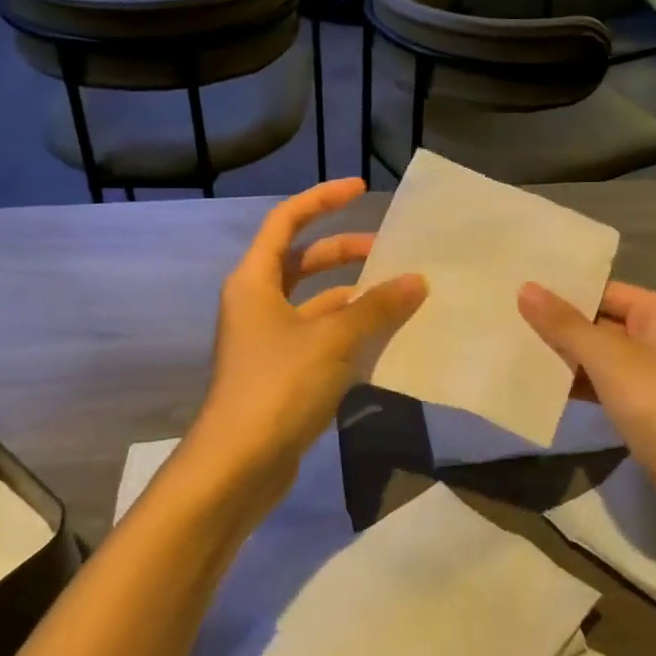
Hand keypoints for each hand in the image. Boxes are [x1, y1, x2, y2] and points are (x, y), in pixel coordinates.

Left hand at [188, 180, 425, 520]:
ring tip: (401, 296)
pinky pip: (322, 338)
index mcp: (255, 281)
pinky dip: (351, 333)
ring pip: (317, 304)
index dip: (322, 199)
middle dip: (345, 252)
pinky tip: (387, 339)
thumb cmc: (278, 386)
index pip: (287, 221)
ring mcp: (269, 341)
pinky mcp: (283, 373)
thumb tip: (417, 281)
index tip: (360, 189)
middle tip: (389, 251)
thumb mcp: (334, 340)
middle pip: (304, 262)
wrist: (238, 466)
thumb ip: (377, 307)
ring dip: (355, 297)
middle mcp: (258, 304)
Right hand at [519, 282, 655, 549]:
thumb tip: (525, 288)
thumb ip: (566, 325)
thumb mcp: (612, 360)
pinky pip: (606, 392)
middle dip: (557, 327)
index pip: (604, 291)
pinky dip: (578, 391)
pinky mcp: (648, 416)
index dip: (563, 291)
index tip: (516, 289)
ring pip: (600, 361)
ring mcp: (655, 380)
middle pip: (600, 325)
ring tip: (511, 351)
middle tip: (503, 320)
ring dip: (564, 361)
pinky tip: (541, 391)